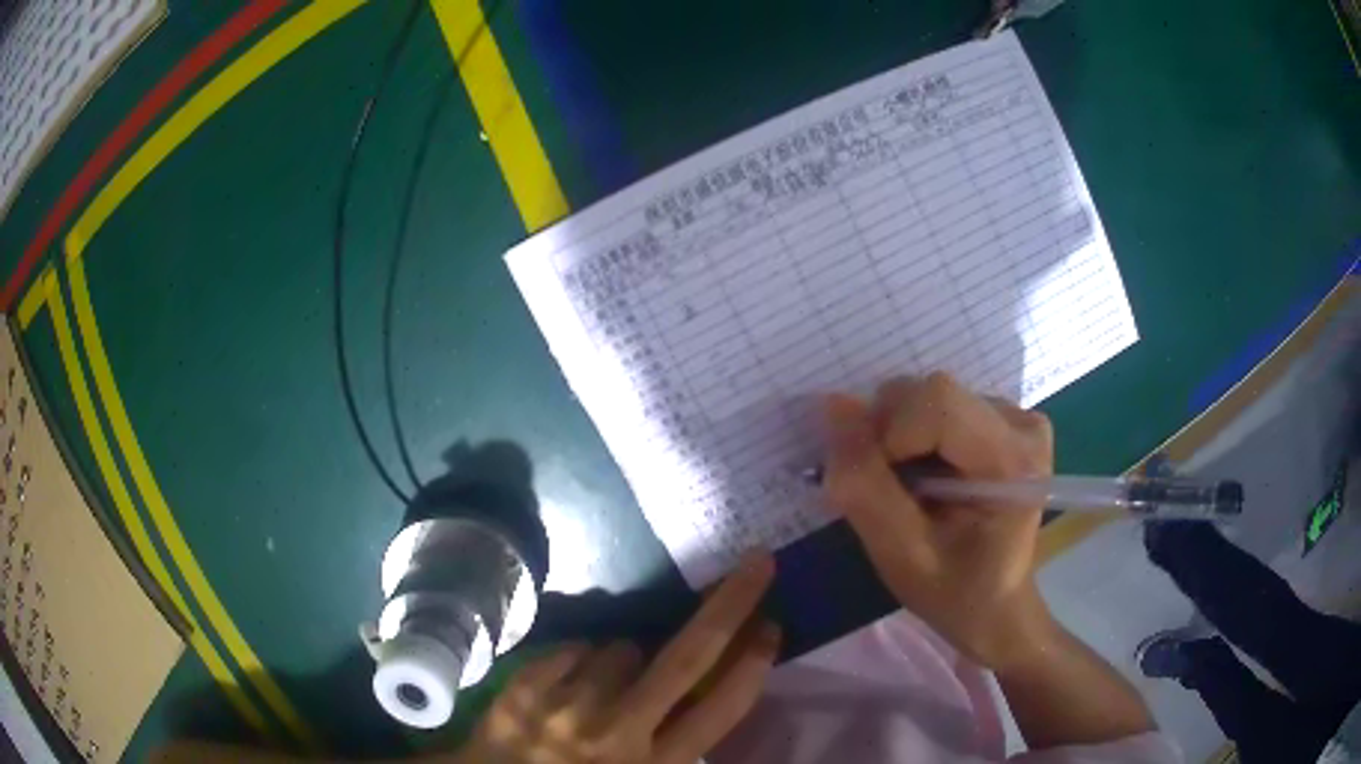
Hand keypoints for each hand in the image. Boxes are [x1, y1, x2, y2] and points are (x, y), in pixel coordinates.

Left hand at [455, 554, 779, 763]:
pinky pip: (574, 649)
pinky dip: (578, 661)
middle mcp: (619, 731)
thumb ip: (672, 745)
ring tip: (598, 696)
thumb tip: (699, 693)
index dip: (752, 664)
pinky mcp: (527, 684)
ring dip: (621, 663)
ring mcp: (569, 704)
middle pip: (688, 657)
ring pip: (620, 650)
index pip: (721, 709)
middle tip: (756, 563)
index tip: (771, 625)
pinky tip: (565, 688)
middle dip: (730, 605)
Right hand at [823, 373, 1056, 670]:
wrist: (995, 606)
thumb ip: (865, 485)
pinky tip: (926, 476)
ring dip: (899, 437)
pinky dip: (915, 436)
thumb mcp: (899, 555)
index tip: (879, 489)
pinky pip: (941, 405)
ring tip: (908, 489)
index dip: (889, 435)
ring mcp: (1018, 418)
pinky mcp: (1006, 420)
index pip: (937, 402)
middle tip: (887, 491)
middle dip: (889, 435)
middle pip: (933, 392)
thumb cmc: (954, 593)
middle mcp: (1024, 426)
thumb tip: (835, 406)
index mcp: (1014, 462)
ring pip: (932, 396)